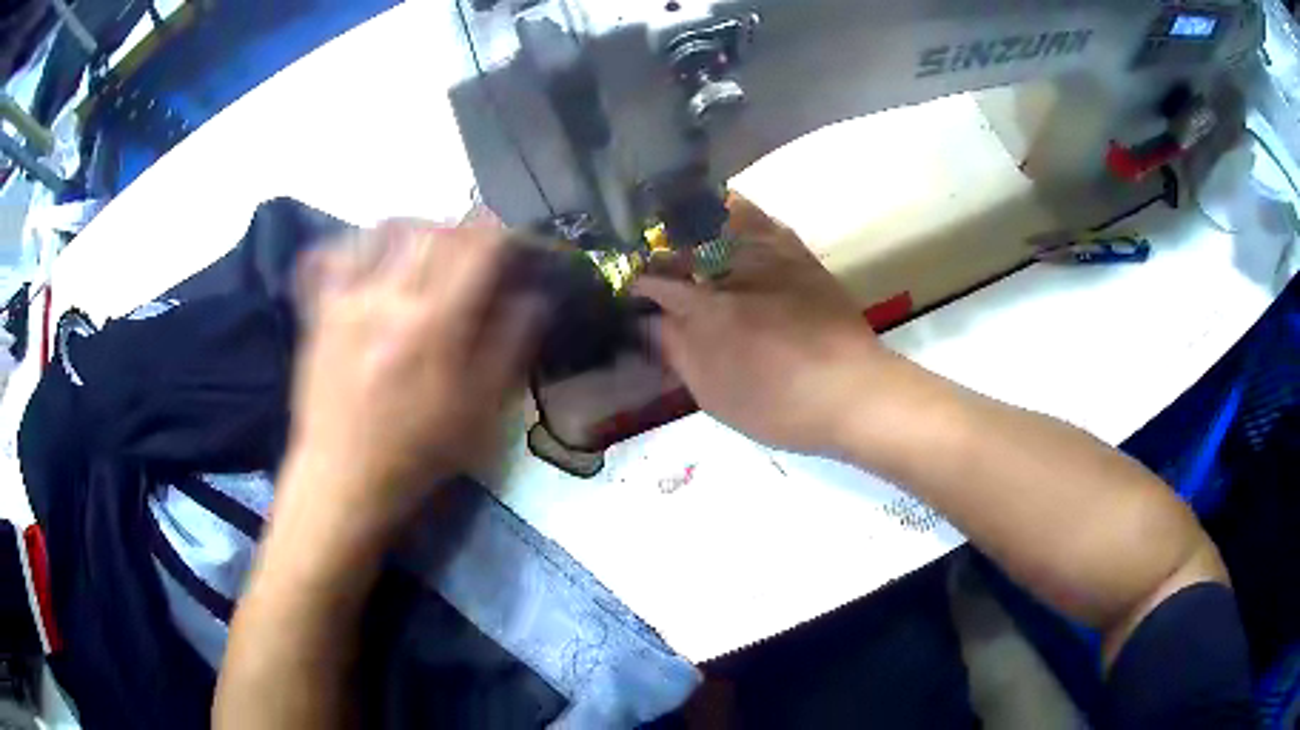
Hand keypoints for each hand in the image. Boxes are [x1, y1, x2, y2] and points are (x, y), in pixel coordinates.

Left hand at [286, 219, 544, 530]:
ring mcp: (348, 300)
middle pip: (431, 231)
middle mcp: (390, 299)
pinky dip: (352, 245)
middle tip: (470, 243)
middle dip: (459, 227)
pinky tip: (366, 255)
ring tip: (421, 243)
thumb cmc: (418, 451)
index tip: (509, 238)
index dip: (499, 233)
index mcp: (435, 324)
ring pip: (381, 231)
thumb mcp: (480, 411)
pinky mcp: (320, 312)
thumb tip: (533, 298)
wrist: (344, 476)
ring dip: (411, 227)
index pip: (476, 249)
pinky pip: (330, 257)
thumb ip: (510, 347)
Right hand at [634, 196, 890, 455]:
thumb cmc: (781, 406)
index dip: (639, 285)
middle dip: (659, 249)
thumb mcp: (717, 396)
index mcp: (707, 310)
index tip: (631, 289)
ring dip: (692, 220)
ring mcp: (769, 258)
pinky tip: (728, 210)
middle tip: (650, 255)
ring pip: (718, 222)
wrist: (852, 392)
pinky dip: (738, 211)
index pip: (656, 284)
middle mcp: (733, 272)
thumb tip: (653, 324)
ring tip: (676, 220)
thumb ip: (680, 355)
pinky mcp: (798, 256)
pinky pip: (762, 221)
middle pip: (683, 248)